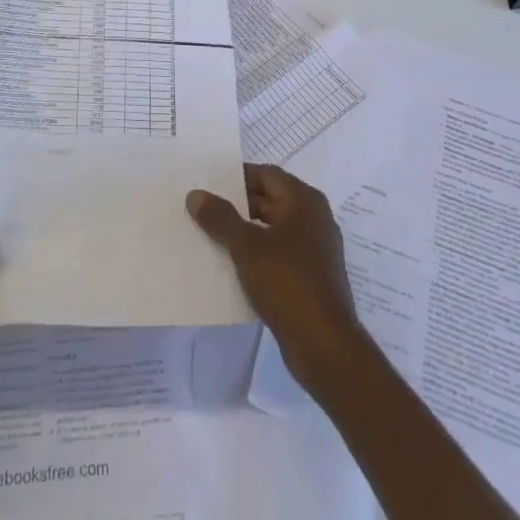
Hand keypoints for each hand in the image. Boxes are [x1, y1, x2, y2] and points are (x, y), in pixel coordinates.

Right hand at [187, 164, 365, 391]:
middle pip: (269, 200)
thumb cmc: (287, 282)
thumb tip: (195, 194)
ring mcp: (315, 249)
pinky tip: (231, 265)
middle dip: (236, 205)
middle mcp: (314, 218)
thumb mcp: (246, 246)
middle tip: (202, 210)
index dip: (236, 177)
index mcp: (304, 201)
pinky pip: (278, 254)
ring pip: (272, 229)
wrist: (324, 345)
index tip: (207, 183)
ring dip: (245, 231)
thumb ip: (220, 217)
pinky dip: (257, 254)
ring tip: (210, 236)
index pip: (265, 174)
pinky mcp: (311, 276)